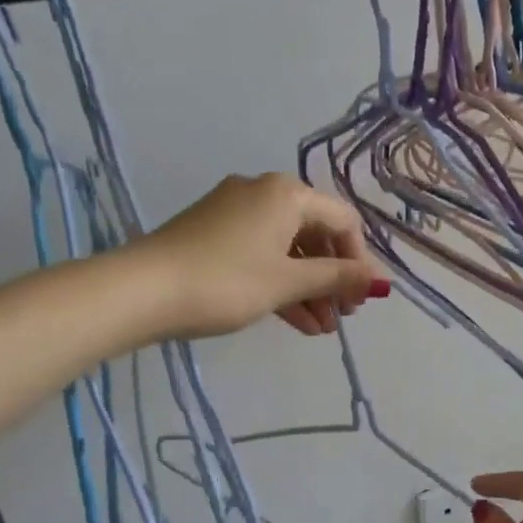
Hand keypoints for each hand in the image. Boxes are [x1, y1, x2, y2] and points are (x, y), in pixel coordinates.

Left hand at [136, 173, 387, 338]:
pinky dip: (280, 283)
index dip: (359, 260)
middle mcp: (263, 193)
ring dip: (308, 288)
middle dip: (332, 278)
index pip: (342, 220)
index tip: (361, 299)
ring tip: (321, 330)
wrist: (141, 291)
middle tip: (342, 316)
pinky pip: (262, 254)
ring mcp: (235, 213)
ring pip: (288, 249)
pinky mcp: (215, 234)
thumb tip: (381, 281)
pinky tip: (296, 321)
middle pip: (315, 234)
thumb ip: (337, 278)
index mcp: (286, 193)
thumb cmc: (226, 282)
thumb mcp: (288, 282)